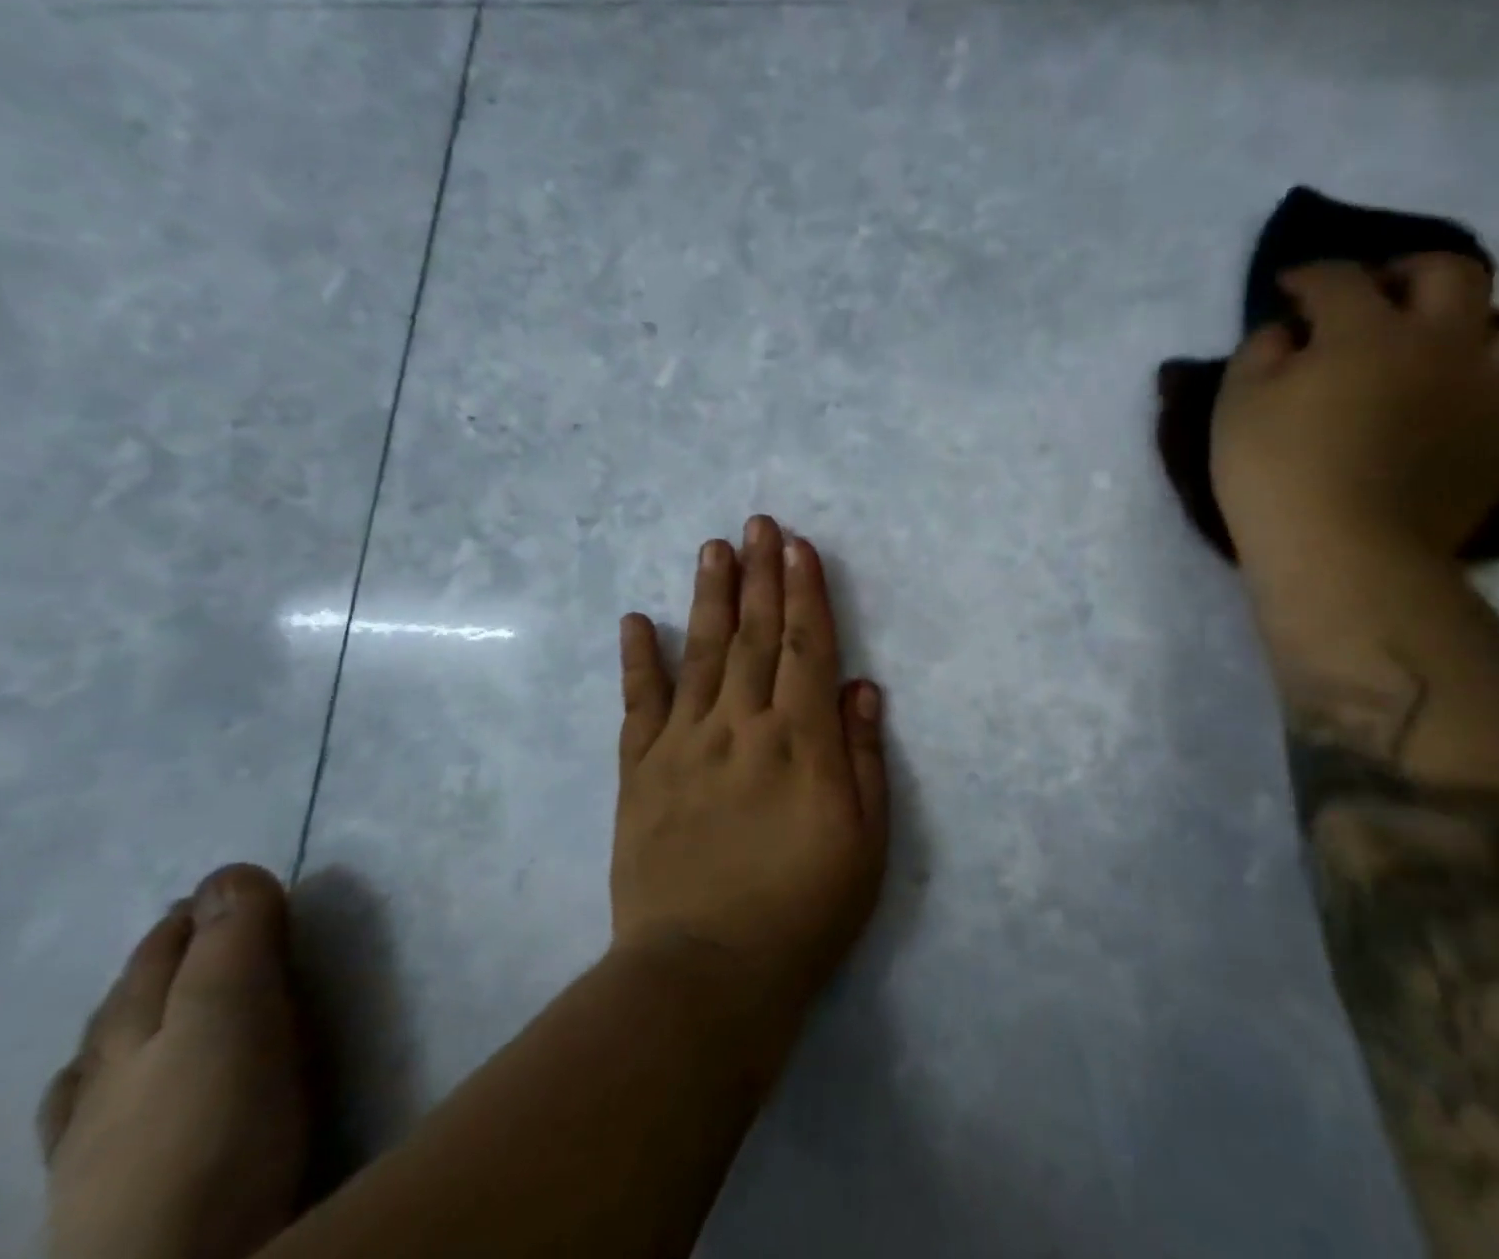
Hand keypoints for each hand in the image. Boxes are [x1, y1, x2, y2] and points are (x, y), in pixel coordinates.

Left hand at [612, 516, 888, 1028]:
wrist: (708, 974)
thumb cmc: (803, 910)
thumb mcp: (863, 842)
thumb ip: (860, 757)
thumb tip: (859, 685)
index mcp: (799, 741)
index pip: (806, 647)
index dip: (805, 592)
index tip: (798, 545)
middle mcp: (741, 726)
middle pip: (755, 636)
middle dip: (760, 575)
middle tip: (757, 523)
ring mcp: (684, 744)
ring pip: (701, 654)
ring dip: (710, 597)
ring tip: (713, 548)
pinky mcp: (640, 772)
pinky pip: (639, 704)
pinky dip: (639, 659)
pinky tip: (636, 619)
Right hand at [1212, 253, 1498, 571]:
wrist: (1342, 555)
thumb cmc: (1275, 472)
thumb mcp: (1236, 405)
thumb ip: (1258, 353)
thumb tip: (1284, 332)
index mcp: (1368, 331)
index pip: (1340, 279)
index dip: (1309, 276)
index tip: (1286, 287)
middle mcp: (1442, 347)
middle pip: (1453, 275)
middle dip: (1411, 272)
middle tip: (1379, 294)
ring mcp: (1486, 401)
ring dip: (1475, 340)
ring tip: (1438, 361)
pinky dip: (1492, 418)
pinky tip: (1463, 430)